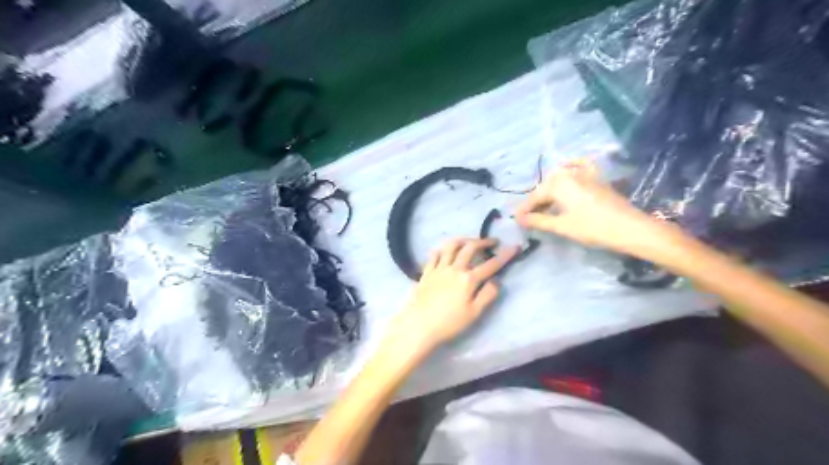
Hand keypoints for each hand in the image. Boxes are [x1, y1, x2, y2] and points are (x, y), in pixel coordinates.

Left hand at [383, 238, 515, 357]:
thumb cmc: (449, 323)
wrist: (418, 326)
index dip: (505, 255)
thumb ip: (487, 295)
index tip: (515, 247)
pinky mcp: (426, 272)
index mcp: (469, 280)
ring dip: (463, 240)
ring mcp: (439, 268)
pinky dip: (443, 249)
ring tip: (470, 241)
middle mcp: (454, 269)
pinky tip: (446, 251)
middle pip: (470, 248)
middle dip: (483, 241)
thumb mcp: (474, 313)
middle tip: (492, 242)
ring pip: (451, 246)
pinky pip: (435, 254)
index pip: (491, 264)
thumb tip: (496, 281)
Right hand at [516, 158, 665, 256]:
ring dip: (549, 191)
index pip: (535, 197)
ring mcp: (584, 173)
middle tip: (528, 216)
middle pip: (546, 187)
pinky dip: (571, 166)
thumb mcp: (562, 226)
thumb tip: (519, 219)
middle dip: (536, 201)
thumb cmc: (592, 227)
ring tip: (544, 206)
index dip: (524, 210)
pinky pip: (579, 166)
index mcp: (557, 184)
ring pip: (560, 179)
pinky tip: (566, 166)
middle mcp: (569, 173)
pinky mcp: (596, 177)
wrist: (629, 227)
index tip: (516, 220)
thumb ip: (538, 220)